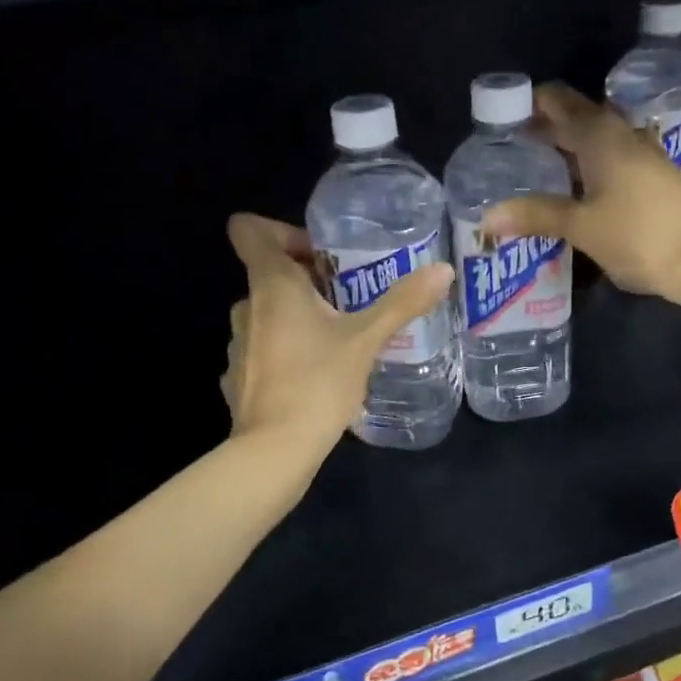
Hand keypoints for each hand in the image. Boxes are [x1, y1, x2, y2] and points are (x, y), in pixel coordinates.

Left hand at [222, 214, 453, 450]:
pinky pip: (264, 349)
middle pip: (268, 273)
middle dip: (308, 280)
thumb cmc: (318, 382)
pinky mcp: (238, 378)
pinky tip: (316, 375)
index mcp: (271, 286)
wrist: (275, 450)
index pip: (250, 230)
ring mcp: (237, 345)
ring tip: (339, 339)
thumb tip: (443, 270)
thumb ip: (403, 302)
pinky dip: (287, 352)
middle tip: (349, 299)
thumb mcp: (367, 339)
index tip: (320, 255)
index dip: (280, 230)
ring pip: (267, 313)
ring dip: (298, 317)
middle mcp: (246, 307)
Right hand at [481, 82, 680, 297]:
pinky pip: (613, 161)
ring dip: (569, 150)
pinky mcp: (655, 179)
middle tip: (512, 151)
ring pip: (597, 141)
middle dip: (546, 130)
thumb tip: (489, 216)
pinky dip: (590, 168)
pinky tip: (577, 193)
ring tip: (538, 171)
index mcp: (600, 134)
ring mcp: (643, 156)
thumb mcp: (581, 226)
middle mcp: (623, 135)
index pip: (558, 101)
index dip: (530, 105)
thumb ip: (536, 216)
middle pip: (578, 119)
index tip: (502, 121)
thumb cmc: (638, 234)